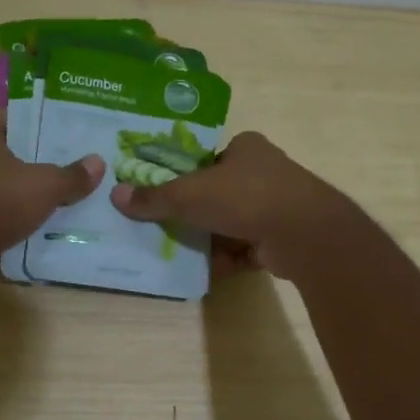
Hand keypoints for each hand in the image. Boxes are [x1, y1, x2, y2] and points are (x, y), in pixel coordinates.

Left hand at [0, 122, 104, 279]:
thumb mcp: (45, 186)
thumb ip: (72, 176)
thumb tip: (98, 163)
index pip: (16, 127)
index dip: (43, 136)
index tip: (67, 147)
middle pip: (8, 159)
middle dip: (34, 169)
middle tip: (67, 177)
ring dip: (20, 197)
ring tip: (54, 205)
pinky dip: (6, 218)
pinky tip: (29, 227)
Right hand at [107, 132, 356, 281]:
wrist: (302, 233)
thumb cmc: (244, 197)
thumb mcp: (190, 194)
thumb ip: (154, 197)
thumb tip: (116, 195)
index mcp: (246, 147)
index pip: (208, 159)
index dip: (186, 177)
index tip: (166, 196)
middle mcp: (264, 171)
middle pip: (219, 193)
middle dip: (196, 213)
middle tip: (168, 228)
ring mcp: (277, 205)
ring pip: (232, 222)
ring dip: (211, 239)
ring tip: (182, 254)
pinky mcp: (282, 237)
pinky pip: (247, 247)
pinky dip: (228, 259)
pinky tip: (207, 272)